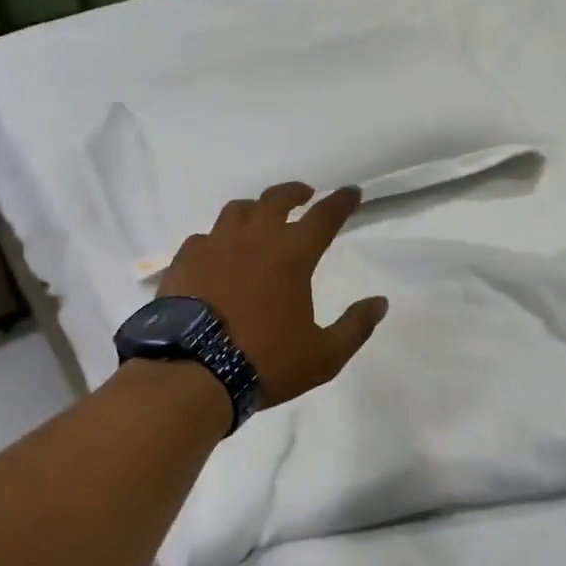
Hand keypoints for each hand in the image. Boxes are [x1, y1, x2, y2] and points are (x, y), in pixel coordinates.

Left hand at [159, 183, 388, 408]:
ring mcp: (215, 245)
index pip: (324, 215)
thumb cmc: (265, 362)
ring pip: (237, 210)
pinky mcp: (185, 260)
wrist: (193, 373)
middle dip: (296, 192)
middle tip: (305, 195)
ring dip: (255, 208)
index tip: (351, 192)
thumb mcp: (324, 355)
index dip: (341, 201)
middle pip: (277, 198)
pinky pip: (204, 237)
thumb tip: (380, 303)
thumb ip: (355, 326)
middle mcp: (254, 238)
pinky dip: (218, 239)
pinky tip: (218, 253)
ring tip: (260, 218)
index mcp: (292, 254)